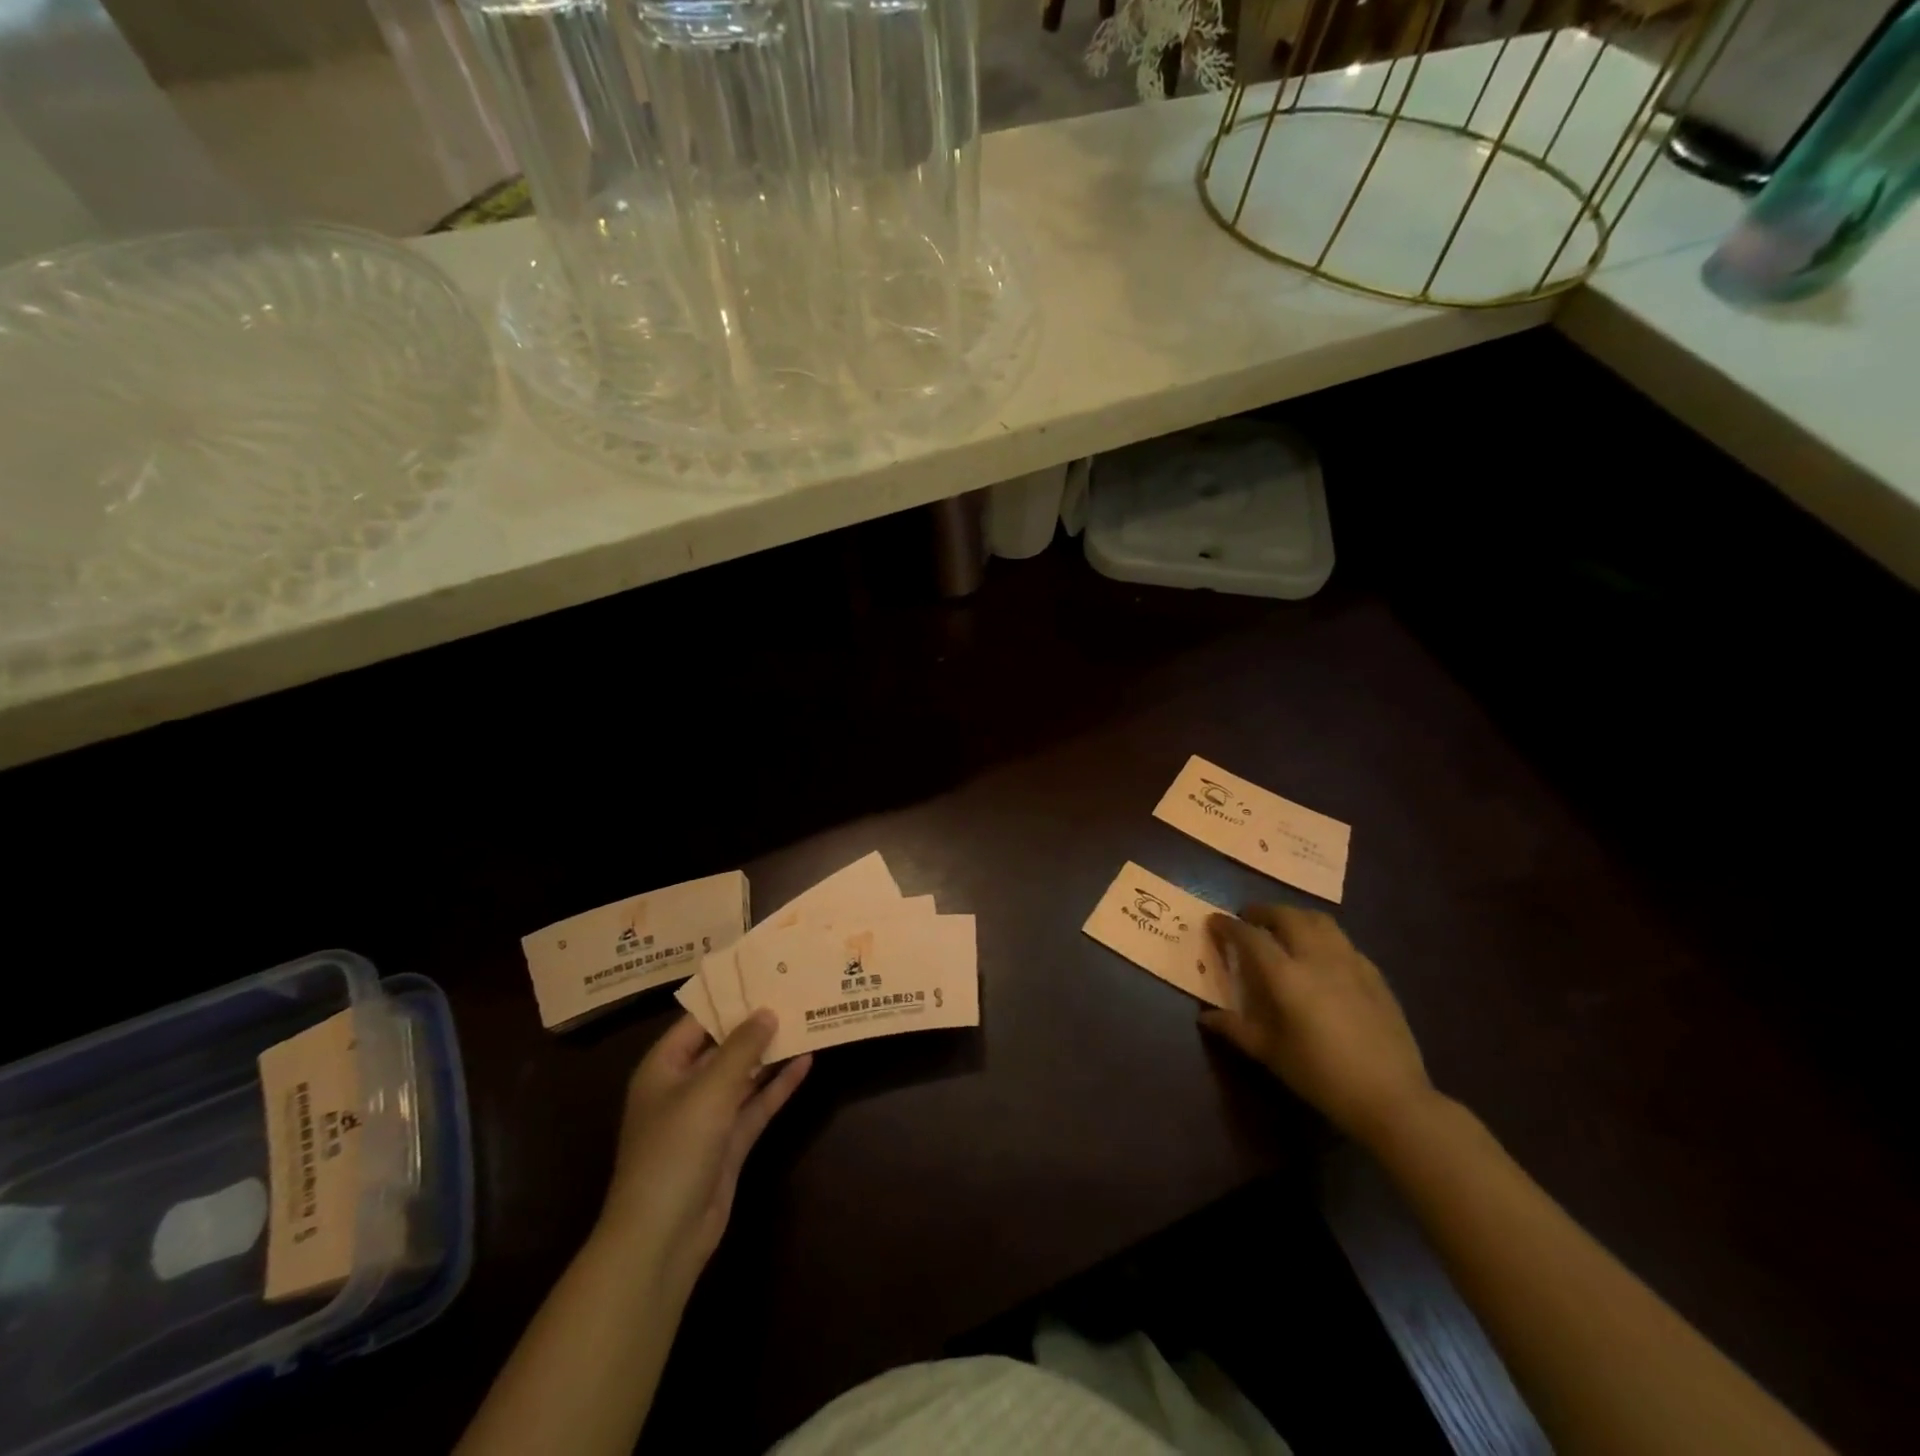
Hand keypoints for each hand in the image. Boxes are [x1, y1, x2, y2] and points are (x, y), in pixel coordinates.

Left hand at [598, 1011, 810, 1297]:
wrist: (662, 1238)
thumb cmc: (675, 1149)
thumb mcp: (709, 1089)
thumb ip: (742, 1048)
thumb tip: (767, 1011)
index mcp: (663, 1068)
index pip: (698, 1021)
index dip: (729, 998)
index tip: (764, 974)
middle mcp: (684, 1087)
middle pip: (723, 1046)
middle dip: (756, 1024)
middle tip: (793, 992)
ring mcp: (708, 1117)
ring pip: (744, 1075)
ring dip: (771, 1053)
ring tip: (806, 1020)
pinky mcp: (729, 1143)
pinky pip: (756, 1105)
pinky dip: (779, 1086)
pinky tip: (807, 1062)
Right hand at [1202, 905, 1433, 1146]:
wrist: (1392, 1098)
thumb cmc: (1322, 1076)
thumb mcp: (1271, 1054)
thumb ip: (1236, 1029)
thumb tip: (1206, 1017)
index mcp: (1286, 976)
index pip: (1250, 936)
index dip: (1228, 925)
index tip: (1214, 922)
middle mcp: (1317, 958)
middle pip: (1286, 916)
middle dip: (1263, 912)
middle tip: (1248, 919)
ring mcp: (1350, 962)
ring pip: (1319, 920)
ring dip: (1295, 916)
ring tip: (1284, 928)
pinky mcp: (1374, 974)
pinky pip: (1343, 941)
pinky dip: (1323, 937)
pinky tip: (1321, 956)